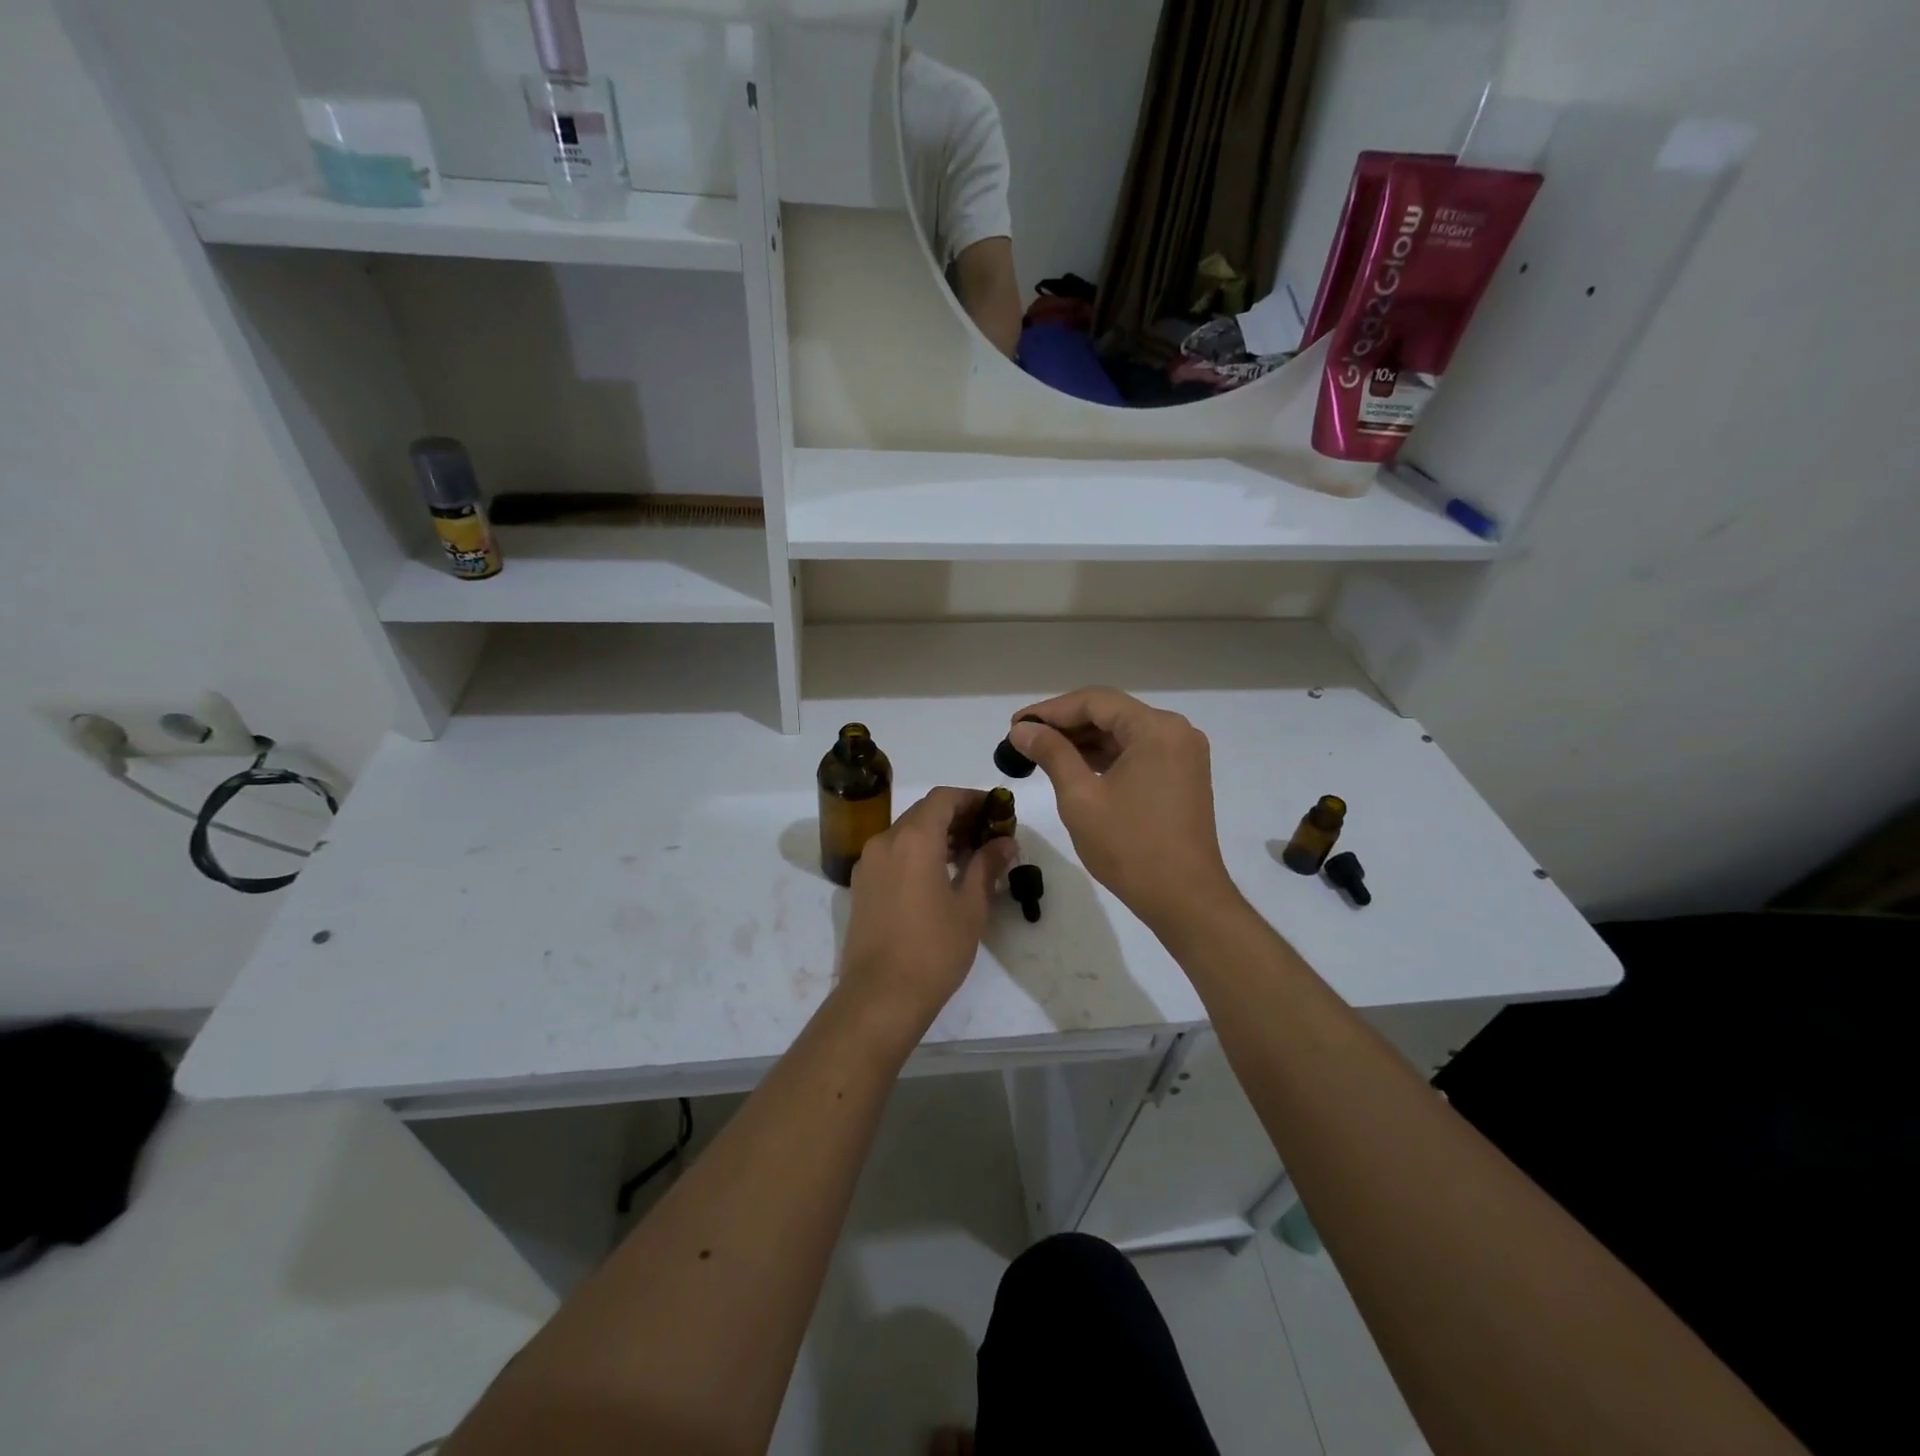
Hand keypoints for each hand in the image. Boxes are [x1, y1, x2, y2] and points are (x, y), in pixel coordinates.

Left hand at [836, 787, 1017, 1037]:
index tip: (996, 811)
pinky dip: (917, 852)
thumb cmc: (933, 949)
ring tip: (968, 857)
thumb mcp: (970, 907)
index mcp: (913, 839)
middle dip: (956, 817)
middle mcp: (885, 841)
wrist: (880, 996)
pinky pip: (892, 853)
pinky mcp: (861, 886)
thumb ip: (987, 866)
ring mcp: (868, 864)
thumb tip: (1005, 842)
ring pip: (906, 832)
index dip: (972, 798)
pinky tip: (939, 876)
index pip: (943, 798)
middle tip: (987, 835)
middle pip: (923, 812)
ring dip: (936, 835)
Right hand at [1008, 688, 1237, 934]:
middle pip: (1111, 713)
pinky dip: (1105, 757)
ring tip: (1040, 753)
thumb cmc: (1129, 847)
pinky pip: (1136, 753)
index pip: (1095, 702)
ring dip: (1083, 741)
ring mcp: (1182, 754)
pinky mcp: (1181, 776)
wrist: (1184, 899)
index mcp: (1156, 729)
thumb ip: (1051, 753)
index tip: (1016, 725)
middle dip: (1065, 725)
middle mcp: (1175, 731)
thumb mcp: (1080, 797)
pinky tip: (1073, 767)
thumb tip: (1022, 729)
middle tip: (1023, 739)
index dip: (1051, 710)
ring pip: (1123, 733)